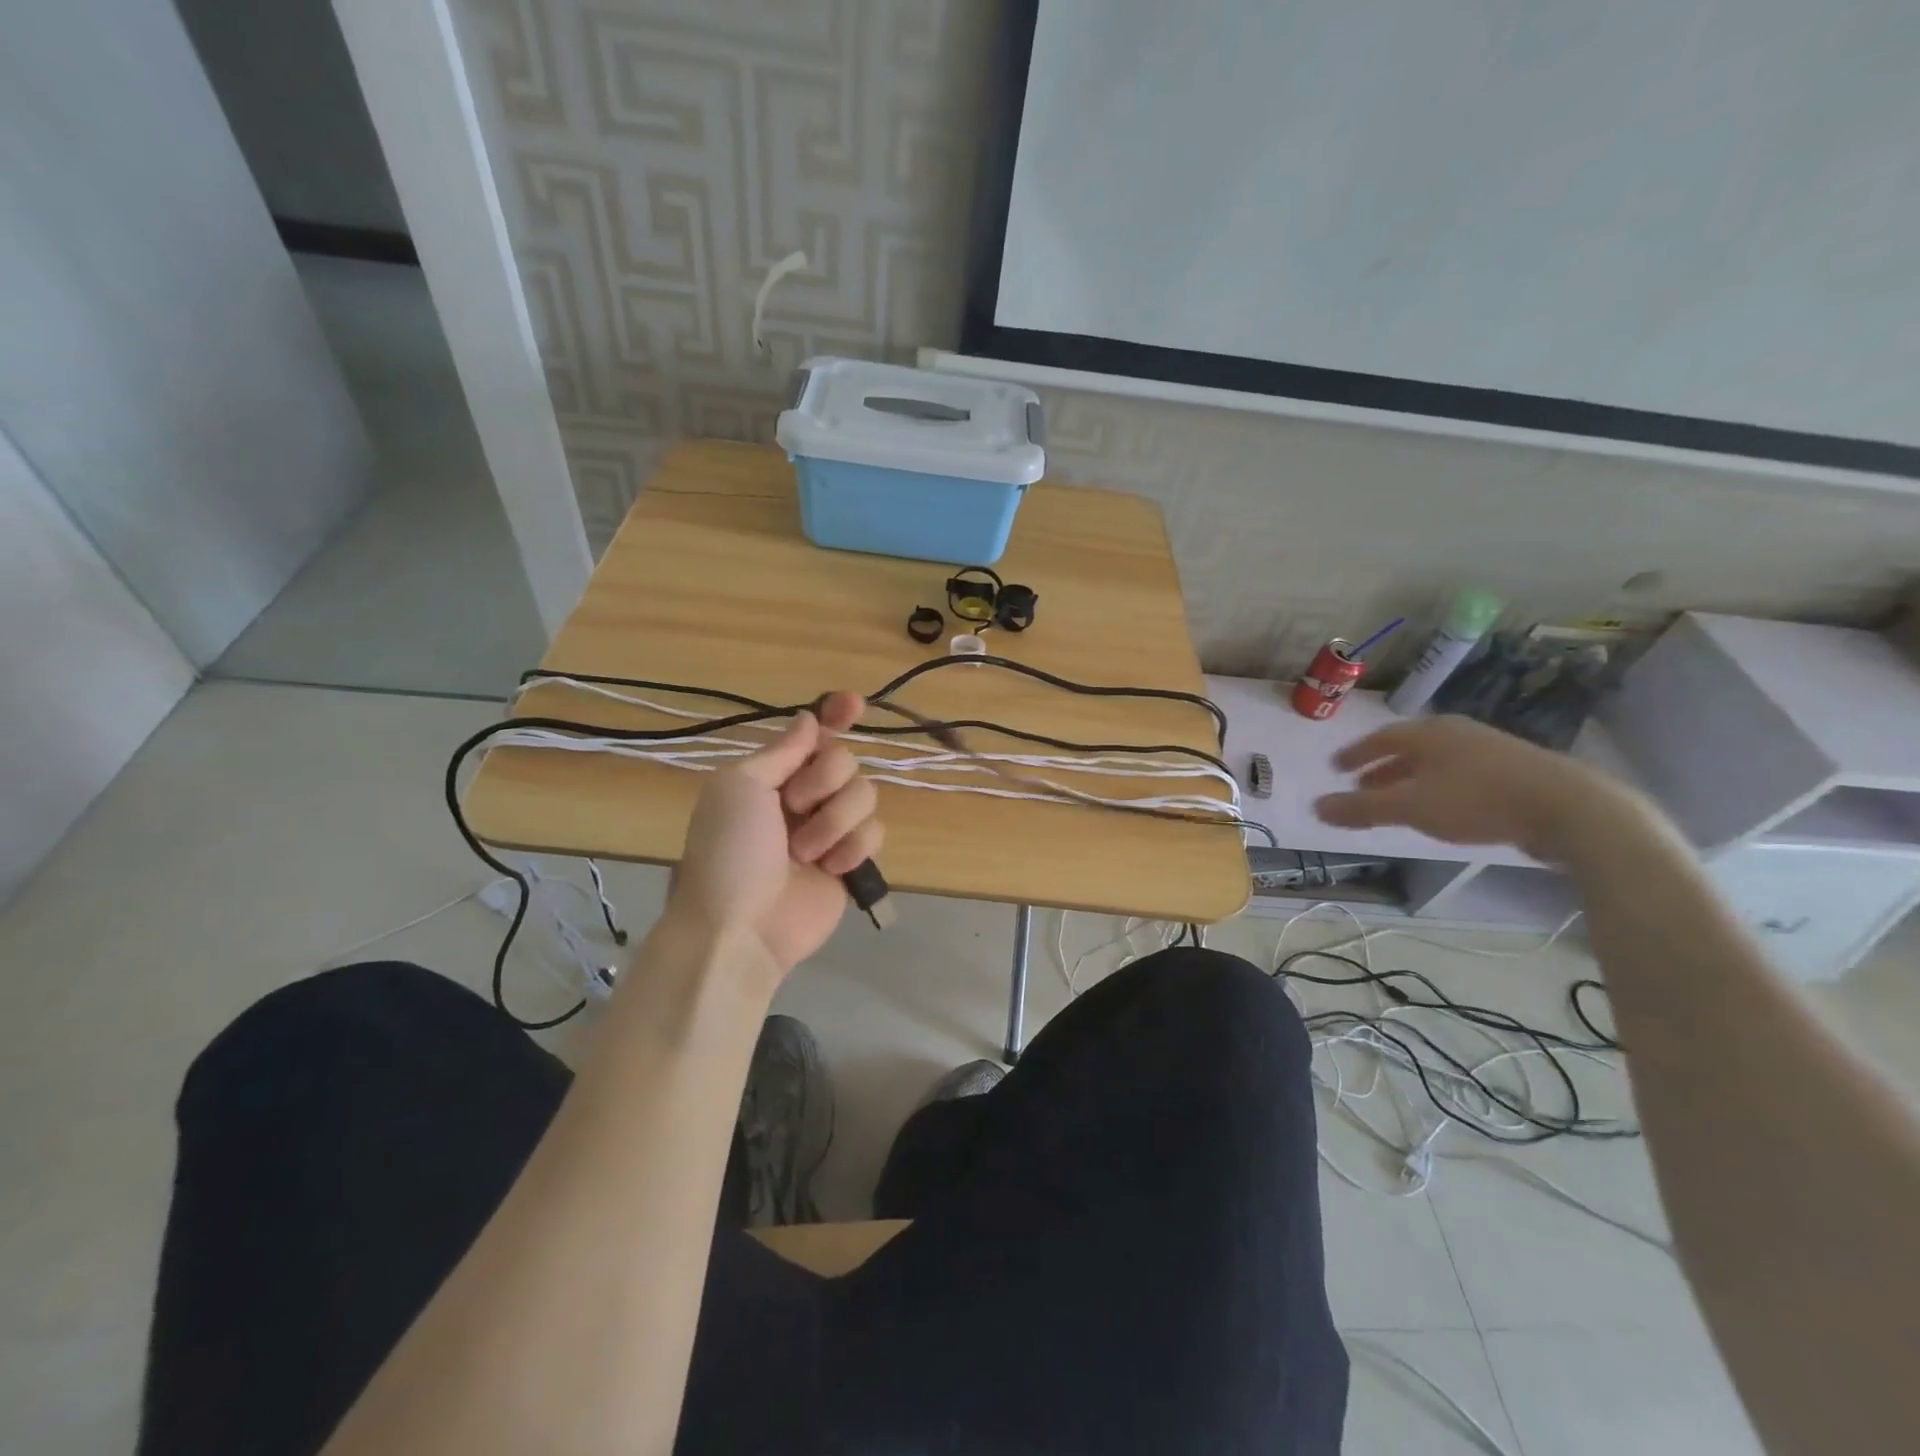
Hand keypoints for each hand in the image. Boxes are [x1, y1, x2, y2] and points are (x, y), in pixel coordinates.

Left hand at [669, 691, 884, 976]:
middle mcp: (803, 796)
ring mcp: (830, 828)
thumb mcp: (741, 787)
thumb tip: (809, 718)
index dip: (835, 714)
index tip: (855, 703)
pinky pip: (875, 832)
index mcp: (772, 774)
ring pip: (865, 794)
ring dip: (835, 821)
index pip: (812, 734)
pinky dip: (852, 848)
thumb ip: (783, 750)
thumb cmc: (729, 852)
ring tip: (804, 853)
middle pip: (845, 759)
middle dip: (824, 782)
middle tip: (794, 808)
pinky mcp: (851, 860)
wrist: (741, 928)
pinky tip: (830, 869)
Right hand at [1313, 715, 1632, 862]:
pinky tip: (1445, 807)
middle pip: (1409, 749)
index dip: (1355, 754)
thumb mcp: (1410, 807)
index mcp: (1429, 733)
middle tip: (1362, 787)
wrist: (1570, 809)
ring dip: (1412, 779)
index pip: (1380, 738)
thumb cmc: (1477, 800)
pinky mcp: (1517, 771)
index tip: (1336, 768)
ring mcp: (1491, 749)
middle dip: (1382, 768)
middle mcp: (1457, 733)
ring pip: (1438, 762)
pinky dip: (1441, 787)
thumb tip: (1315, 807)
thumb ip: (1361, 809)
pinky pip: (1463, 774)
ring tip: (1400, 801)